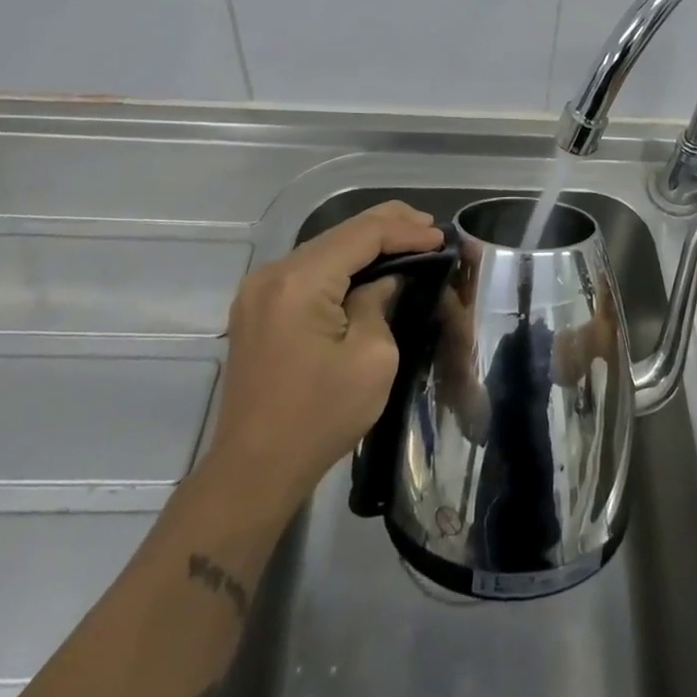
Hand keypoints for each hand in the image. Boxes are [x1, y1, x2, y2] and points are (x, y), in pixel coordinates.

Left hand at [203, 201, 443, 514]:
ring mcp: (259, 289)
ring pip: (324, 247)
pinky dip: (343, 263)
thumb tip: (383, 281)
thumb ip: (379, 303)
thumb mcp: (372, 358)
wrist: (254, 470)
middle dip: (388, 226)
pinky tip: (369, 265)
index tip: (442, 238)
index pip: (362, 235)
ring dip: (366, 242)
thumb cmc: (320, 417)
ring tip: (409, 239)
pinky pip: (309, 269)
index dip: (405, 231)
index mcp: (300, 281)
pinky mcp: (258, 307)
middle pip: (340, 233)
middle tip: (430, 228)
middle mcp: (273, 272)